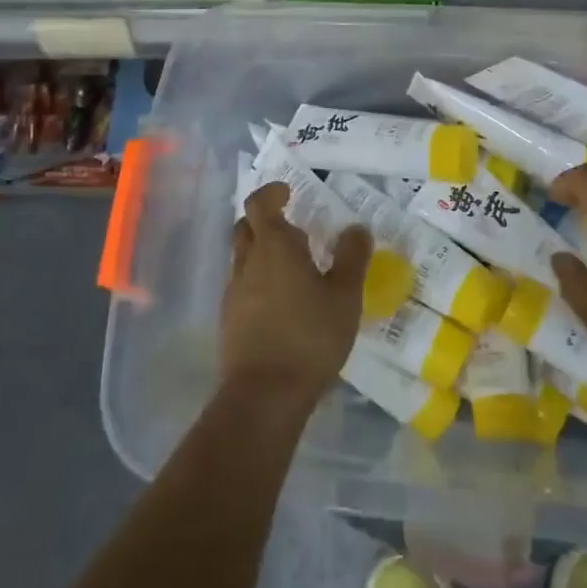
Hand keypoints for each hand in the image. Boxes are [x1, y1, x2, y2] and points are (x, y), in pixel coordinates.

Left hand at [223, 182, 370, 406]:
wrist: (265, 395)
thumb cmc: (310, 336)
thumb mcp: (345, 296)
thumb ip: (352, 257)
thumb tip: (357, 228)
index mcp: (273, 247)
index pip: (259, 204)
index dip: (272, 193)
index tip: (288, 192)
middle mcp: (247, 263)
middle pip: (245, 228)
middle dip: (264, 221)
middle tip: (294, 229)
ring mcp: (233, 293)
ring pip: (242, 258)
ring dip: (262, 253)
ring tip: (294, 269)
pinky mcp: (229, 320)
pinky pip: (242, 286)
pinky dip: (259, 281)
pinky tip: (282, 303)